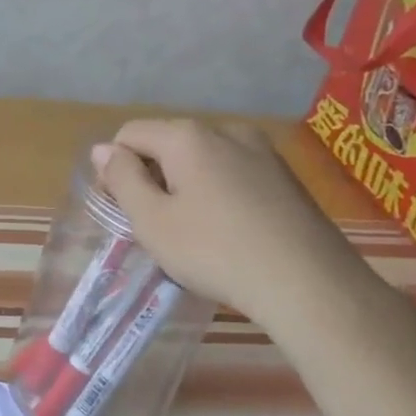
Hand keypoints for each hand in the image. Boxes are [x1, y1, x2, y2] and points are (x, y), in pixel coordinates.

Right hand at [92, 118, 386, 332]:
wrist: (311, 285)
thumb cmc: (216, 251)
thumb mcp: (152, 220)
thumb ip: (122, 179)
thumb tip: (103, 150)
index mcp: (187, 136)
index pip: (129, 134)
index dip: (114, 167)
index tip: (120, 208)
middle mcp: (226, 130)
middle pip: (166, 142)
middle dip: (150, 175)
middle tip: (152, 223)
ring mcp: (262, 150)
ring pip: (201, 158)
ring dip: (183, 184)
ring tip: (190, 229)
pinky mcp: (285, 175)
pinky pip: (232, 171)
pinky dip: (216, 191)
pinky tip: (225, 229)